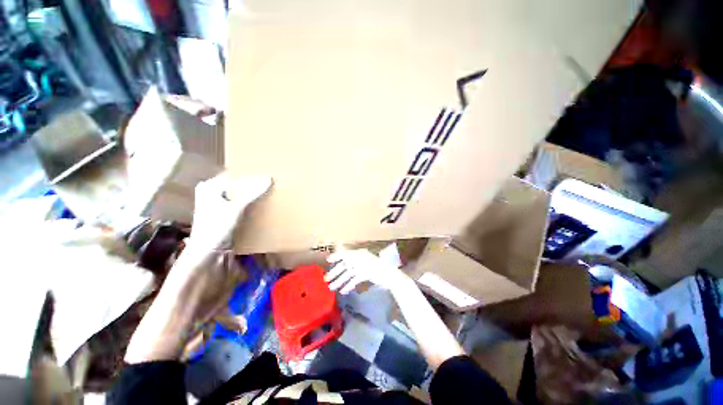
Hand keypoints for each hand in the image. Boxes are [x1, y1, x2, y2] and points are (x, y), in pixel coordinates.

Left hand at [189, 173, 271, 250]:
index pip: (234, 175)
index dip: (250, 175)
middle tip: (271, 182)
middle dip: (253, 185)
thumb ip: (253, 193)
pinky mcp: (227, 215)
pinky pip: (242, 205)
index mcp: (210, 187)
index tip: (267, 174)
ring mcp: (220, 205)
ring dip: (253, 195)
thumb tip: (269, 179)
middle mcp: (213, 193)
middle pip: (237, 185)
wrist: (209, 254)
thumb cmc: (217, 228)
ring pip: (240, 195)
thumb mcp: (236, 209)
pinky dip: (251, 205)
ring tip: (270, 192)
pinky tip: (263, 204)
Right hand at [325, 249, 406, 293]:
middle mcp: (359, 259)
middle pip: (345, 265)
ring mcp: (362, 267)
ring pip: (348, 274)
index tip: (328, 260)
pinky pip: (354, 279)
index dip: (336, 256)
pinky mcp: (365, 275)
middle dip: (335, 272)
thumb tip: (340, 251)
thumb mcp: (362, 260)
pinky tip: (343, 291)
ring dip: (340, 280)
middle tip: (326, 279)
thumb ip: (350, 256)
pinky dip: (349, 284)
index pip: (345, 253)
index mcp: (358, 254)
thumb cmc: (377, 267)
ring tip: (331, 287)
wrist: (389, 276)